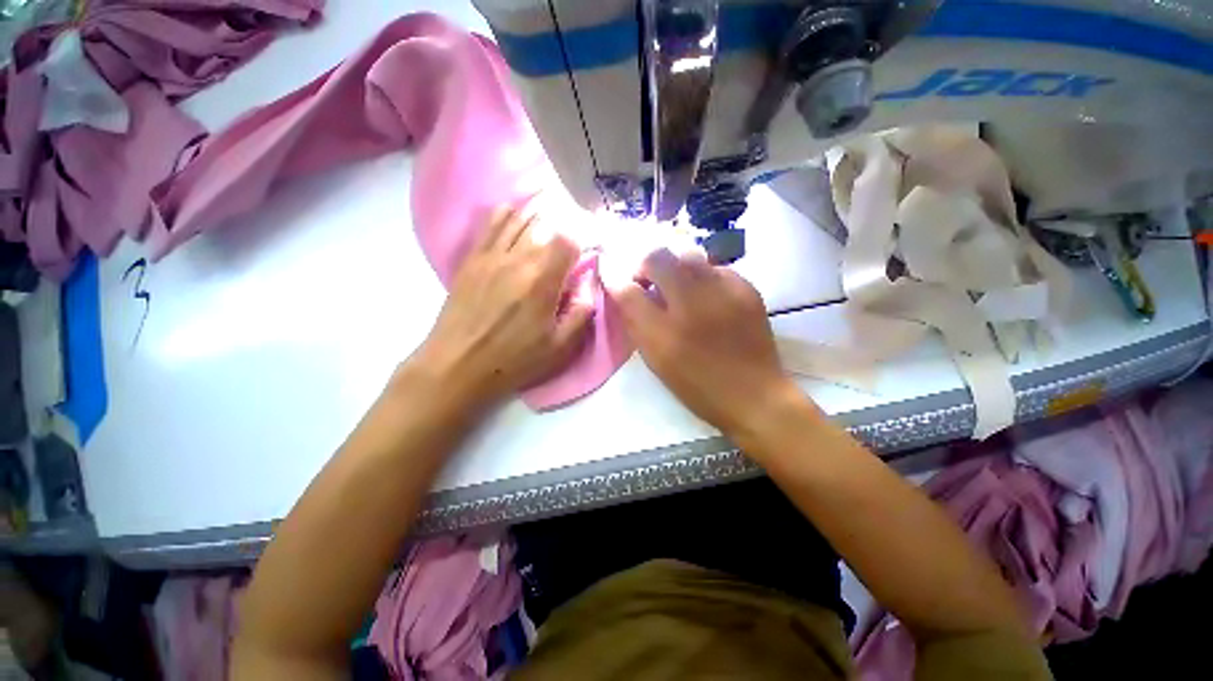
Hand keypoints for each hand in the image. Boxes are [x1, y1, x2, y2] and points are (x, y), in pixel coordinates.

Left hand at [410, 199, 592, 407]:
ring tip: (547, 228)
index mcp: (542, 279)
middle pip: (544, 222)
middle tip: (568, 246)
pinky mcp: (472, 258)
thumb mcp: (561, 347)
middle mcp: (517, 257)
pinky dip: (507, 214)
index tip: (583, 256)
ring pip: (518, 217)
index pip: (567, 239)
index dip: (581, 243)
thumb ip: (583, 312)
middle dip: (562, 229)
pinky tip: (515, 219)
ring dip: (538, 218)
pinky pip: (490, 223)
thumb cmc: (514, 360)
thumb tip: (589, 283)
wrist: (458, 365)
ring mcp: (490, 254)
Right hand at [605, 248, 802, 437]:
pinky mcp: (747, 289)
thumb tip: (626, 295)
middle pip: (657, 258)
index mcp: (663, 334)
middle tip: (649, 280)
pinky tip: (708, 296)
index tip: (616, 278)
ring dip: (675, 267)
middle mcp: (691, 306)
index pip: (628, 291)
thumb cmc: (698, 387)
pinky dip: (704, 277)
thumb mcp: (658, 363)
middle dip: (645, 265)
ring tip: (679, 285)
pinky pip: (715, 267)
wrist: (754, 395)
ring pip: (688, 254)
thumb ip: (637, 326)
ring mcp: (723, 293)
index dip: (616, 279)